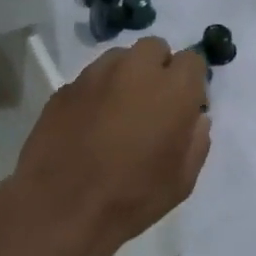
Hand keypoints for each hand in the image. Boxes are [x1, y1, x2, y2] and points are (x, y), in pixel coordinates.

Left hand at [12, 37, 209, 250]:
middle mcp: (136, 70)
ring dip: (127, 75)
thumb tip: (196, 119)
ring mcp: (95, 75)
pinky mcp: (65, 88)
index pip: (192, 60)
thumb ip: (196, 142)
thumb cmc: (131, 197)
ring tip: (119, 111)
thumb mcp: (182, 181)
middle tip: (153, 104)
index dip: (191, 82)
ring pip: (119, 58)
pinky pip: (90, 79)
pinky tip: (90, 124)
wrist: (60, 207)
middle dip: (158, 68)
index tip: (185, 107)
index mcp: (173, 89)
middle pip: (154, 48)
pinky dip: (97, 93)